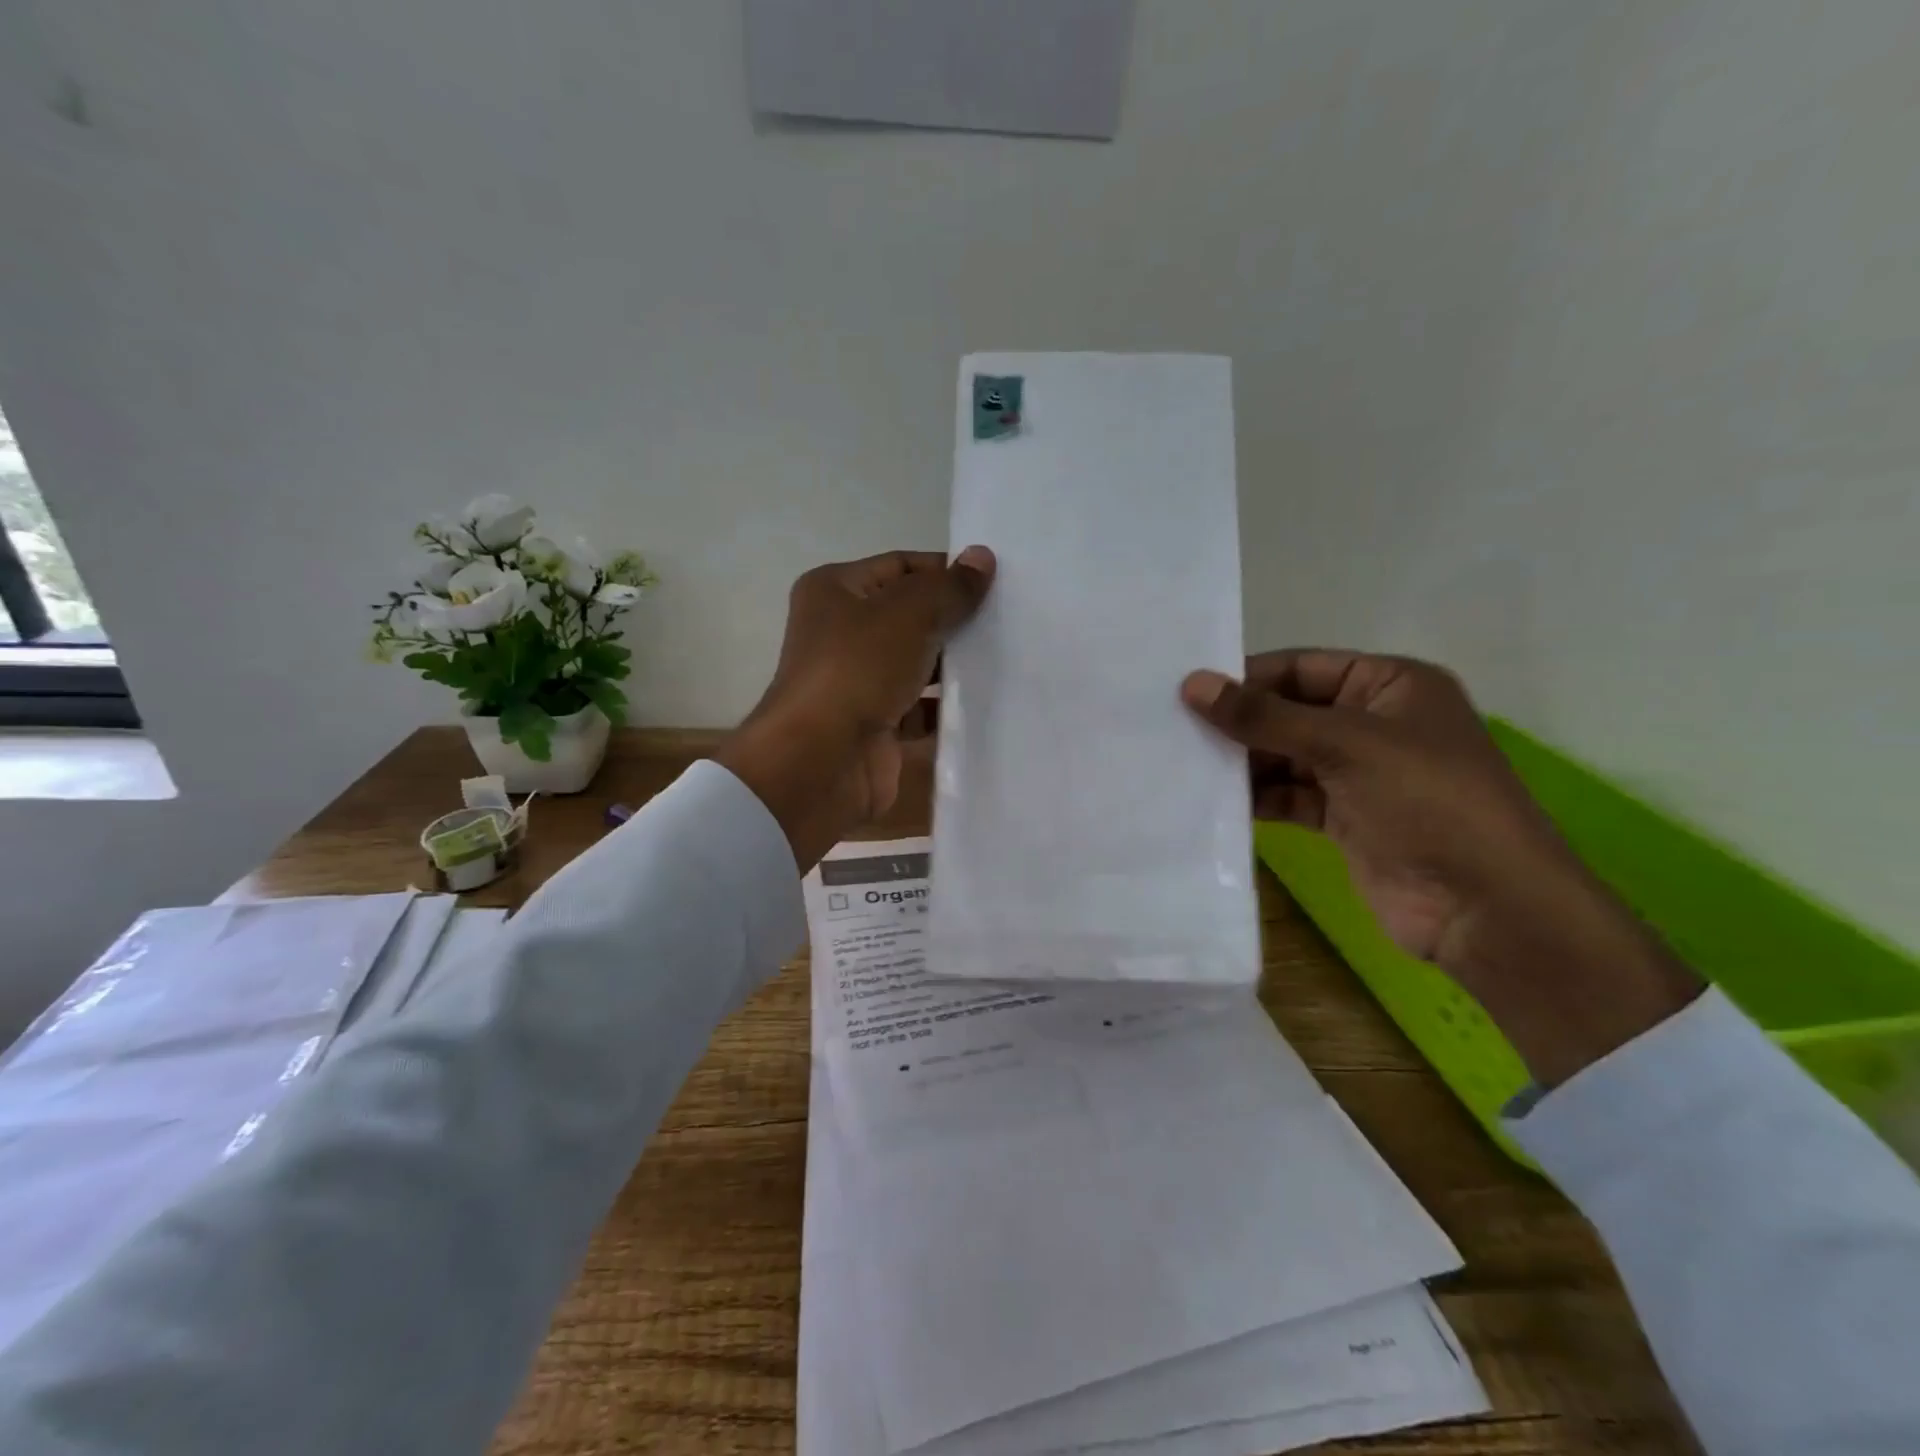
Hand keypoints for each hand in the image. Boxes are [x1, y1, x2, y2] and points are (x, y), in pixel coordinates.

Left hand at [717, 548, 994, 869]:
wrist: (822, 761)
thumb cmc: (858, 669)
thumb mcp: (909, 614)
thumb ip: (949, 588)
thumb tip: (983, 557)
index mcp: (835, 591)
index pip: (900, 566)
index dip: (945, 571)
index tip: (994, 583)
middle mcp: (841, 632)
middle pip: (909, 616)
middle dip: (954, 620)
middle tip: (1007, 622)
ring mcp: (857, 682)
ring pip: (916, 665)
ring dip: (953, 666)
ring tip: (1004, 660)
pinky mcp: (875, 725)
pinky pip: (919, 709)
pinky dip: (945, 708)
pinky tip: (985, 703)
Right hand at [1182, 651, 1700, 1085]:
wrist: (1485, 907)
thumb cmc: (1427, 801)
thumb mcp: (1344, 744)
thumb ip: (1264, 716)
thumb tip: (1192, 684)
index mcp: (1391, 686)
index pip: (1302, 667)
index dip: (1247, 678)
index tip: (1186, 691)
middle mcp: (1374, 724)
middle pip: (1289, 712)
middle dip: (1239, 723)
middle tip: (1172, 729)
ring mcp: (1359, 774)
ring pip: (1284, 756)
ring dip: (1242, 763)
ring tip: (1183, 765)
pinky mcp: (1345, 819)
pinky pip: (1289, 796)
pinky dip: (1257, 798)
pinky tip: (1214, 803)